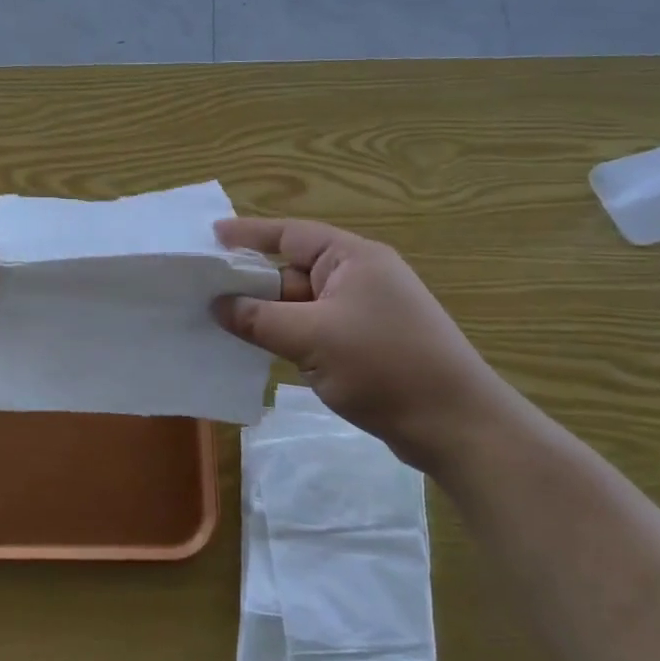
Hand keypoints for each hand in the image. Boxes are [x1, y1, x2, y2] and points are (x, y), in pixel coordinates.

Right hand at [213, 217, 506, 475]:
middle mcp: (360, 277)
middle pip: (293, 270)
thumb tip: (217, 305)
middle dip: (252, 281)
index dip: (248, 234)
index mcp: (353, 258)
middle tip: (203, 289)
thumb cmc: (385, 365)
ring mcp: (365, 312)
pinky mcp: (367, 344)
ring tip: (219, 321)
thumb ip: (259, 318)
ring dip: (267, 313)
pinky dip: (287, 335)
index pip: (290, 234)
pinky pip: (315, 329)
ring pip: (301, 304)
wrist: (457, 426)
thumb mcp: (312, 338)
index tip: (211, 236)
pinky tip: (257, 349)